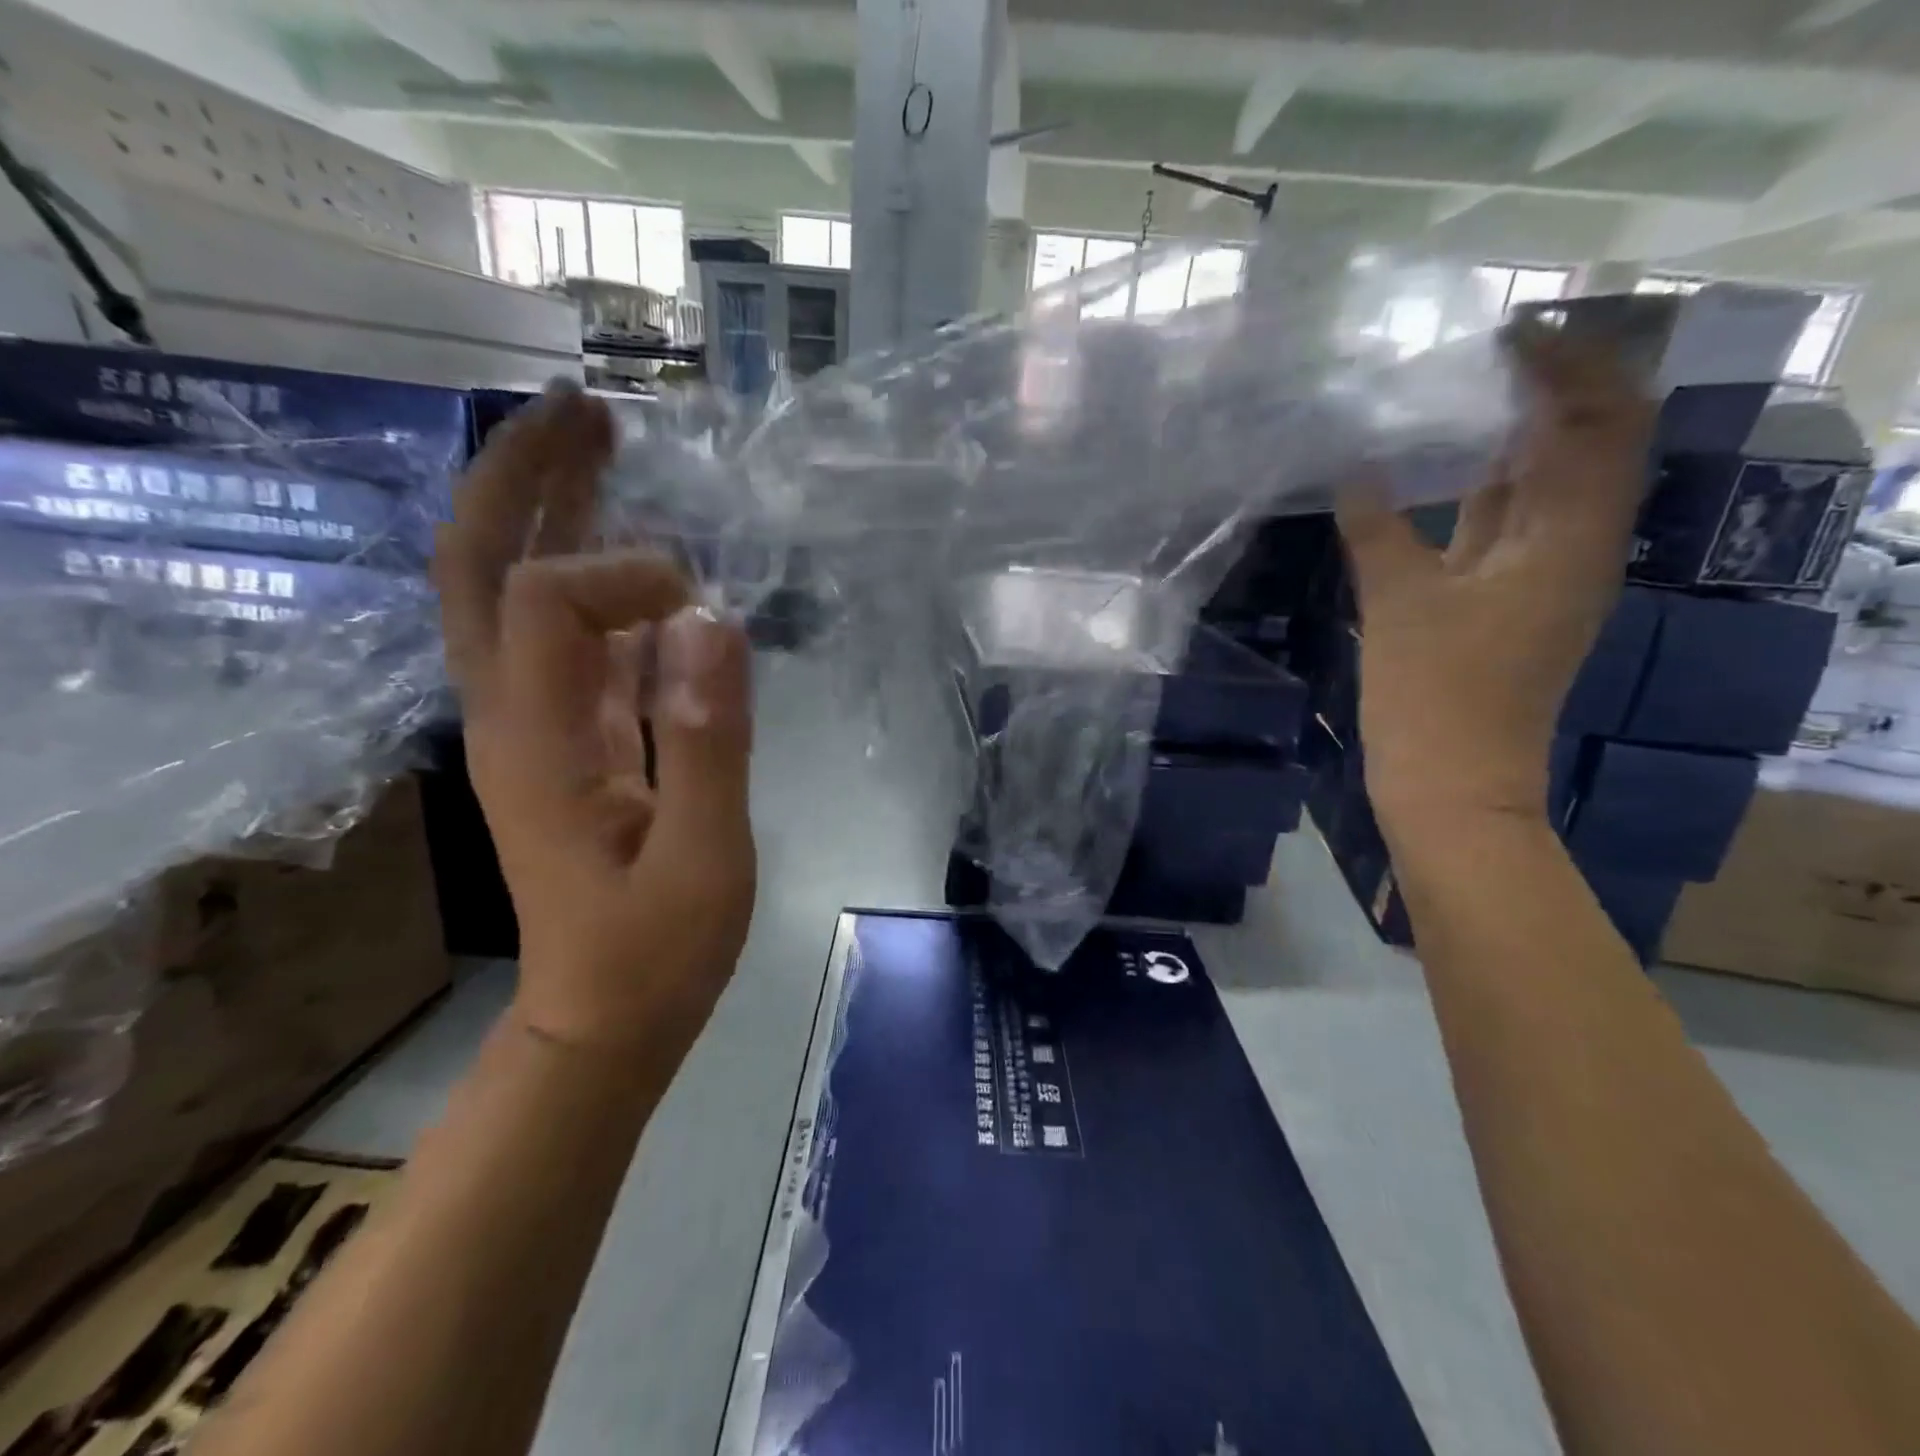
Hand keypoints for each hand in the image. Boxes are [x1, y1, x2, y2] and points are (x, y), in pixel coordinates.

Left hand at [432, 384, 756, 1055]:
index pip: (550, 602)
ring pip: (513, 592)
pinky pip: (566, 635)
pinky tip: (637, 553)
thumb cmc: (658, 951)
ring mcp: (535, 724)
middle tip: (585, 411)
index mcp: (539, 742)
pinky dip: (591, 576)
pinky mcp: (568, 737)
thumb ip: (707, 741)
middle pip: (482, 568)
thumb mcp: (704, 858)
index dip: (628, 578)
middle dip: (525, 478)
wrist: (605, 1017)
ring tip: (602, 446)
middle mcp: (514, 716)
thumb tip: (712, 620)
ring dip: (549, 511)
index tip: (706, 612)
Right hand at [1337, 325, 1653, 829]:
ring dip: (1507, 440)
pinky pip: (1504, 527)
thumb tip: (1352, 467)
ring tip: (1449, 400)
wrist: (1451, 784)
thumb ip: (1377, 527)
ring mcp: (1541, 578)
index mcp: (1572, 538)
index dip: (1568, 365)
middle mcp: (1574, 548)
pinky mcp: (1506, 603)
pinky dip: (1479, 492)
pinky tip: (1433, 477)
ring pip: (1541, 488)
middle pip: (1582, 446)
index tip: (1506, 332)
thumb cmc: (1435, 694)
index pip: (1603, 420)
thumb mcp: (1399, 602)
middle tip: (1471, 357)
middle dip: (1540, 391)